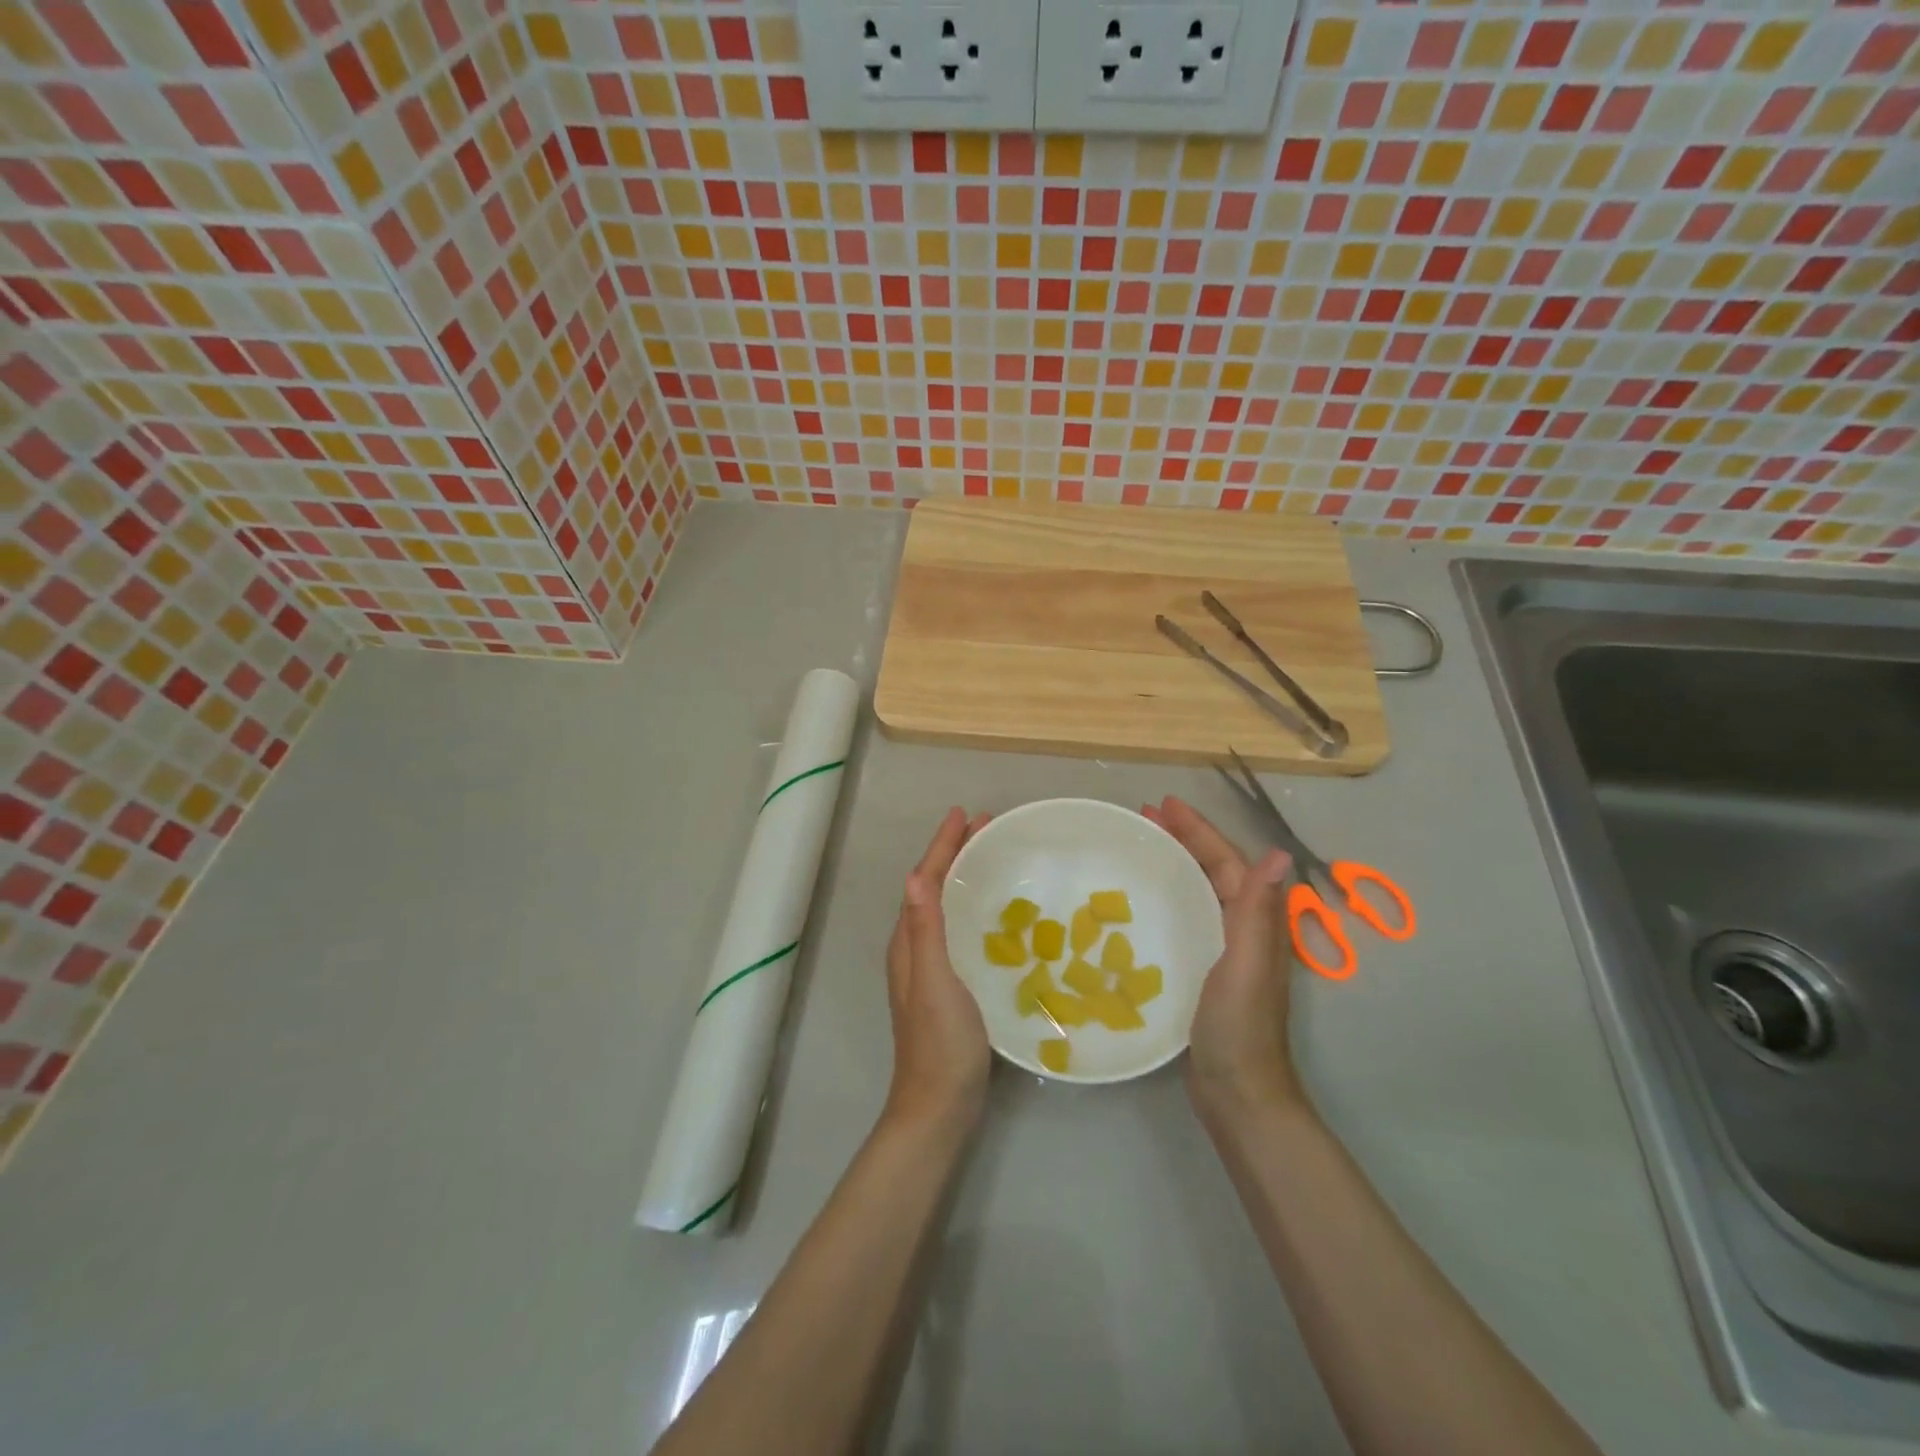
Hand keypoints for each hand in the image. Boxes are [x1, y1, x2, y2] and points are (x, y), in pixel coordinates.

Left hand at [883, 807, 992, 1130]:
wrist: (939, 1106)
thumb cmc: (940, 1043)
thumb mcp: (935, 982)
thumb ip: (925, 931)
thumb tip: (914, 876)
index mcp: (909, 942)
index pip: (924, 881)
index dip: (943, 846)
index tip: (965, 814)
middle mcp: (915, 948)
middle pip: (933, 888)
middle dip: (955, 854)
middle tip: (986, 827)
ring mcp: (931, 968)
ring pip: (945, 907)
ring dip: (963, 877)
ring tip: (991, 857)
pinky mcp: (949, 984)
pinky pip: (958, 929)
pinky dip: (972, 907)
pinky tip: (995, 914)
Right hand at [1143, 796, 1305, 1115]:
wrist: (1238, 1092)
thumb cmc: (1239, 1027)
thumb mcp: (1246, 965)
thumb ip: (1259, 912)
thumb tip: (1277, 854)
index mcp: (1254, 921)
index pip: (1225, 861)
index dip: (1198, 830)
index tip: (1163, 804)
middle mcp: (1243, 928)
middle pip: (1213, 869)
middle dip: (1183, 839)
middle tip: (1143, 818)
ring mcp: (1223, 949)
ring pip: (1199, 891)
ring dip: (1174, 863)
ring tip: (1140, 847)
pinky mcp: (1204, 968)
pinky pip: (1186, 916)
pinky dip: (1168, 897)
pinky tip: (1143, 901)